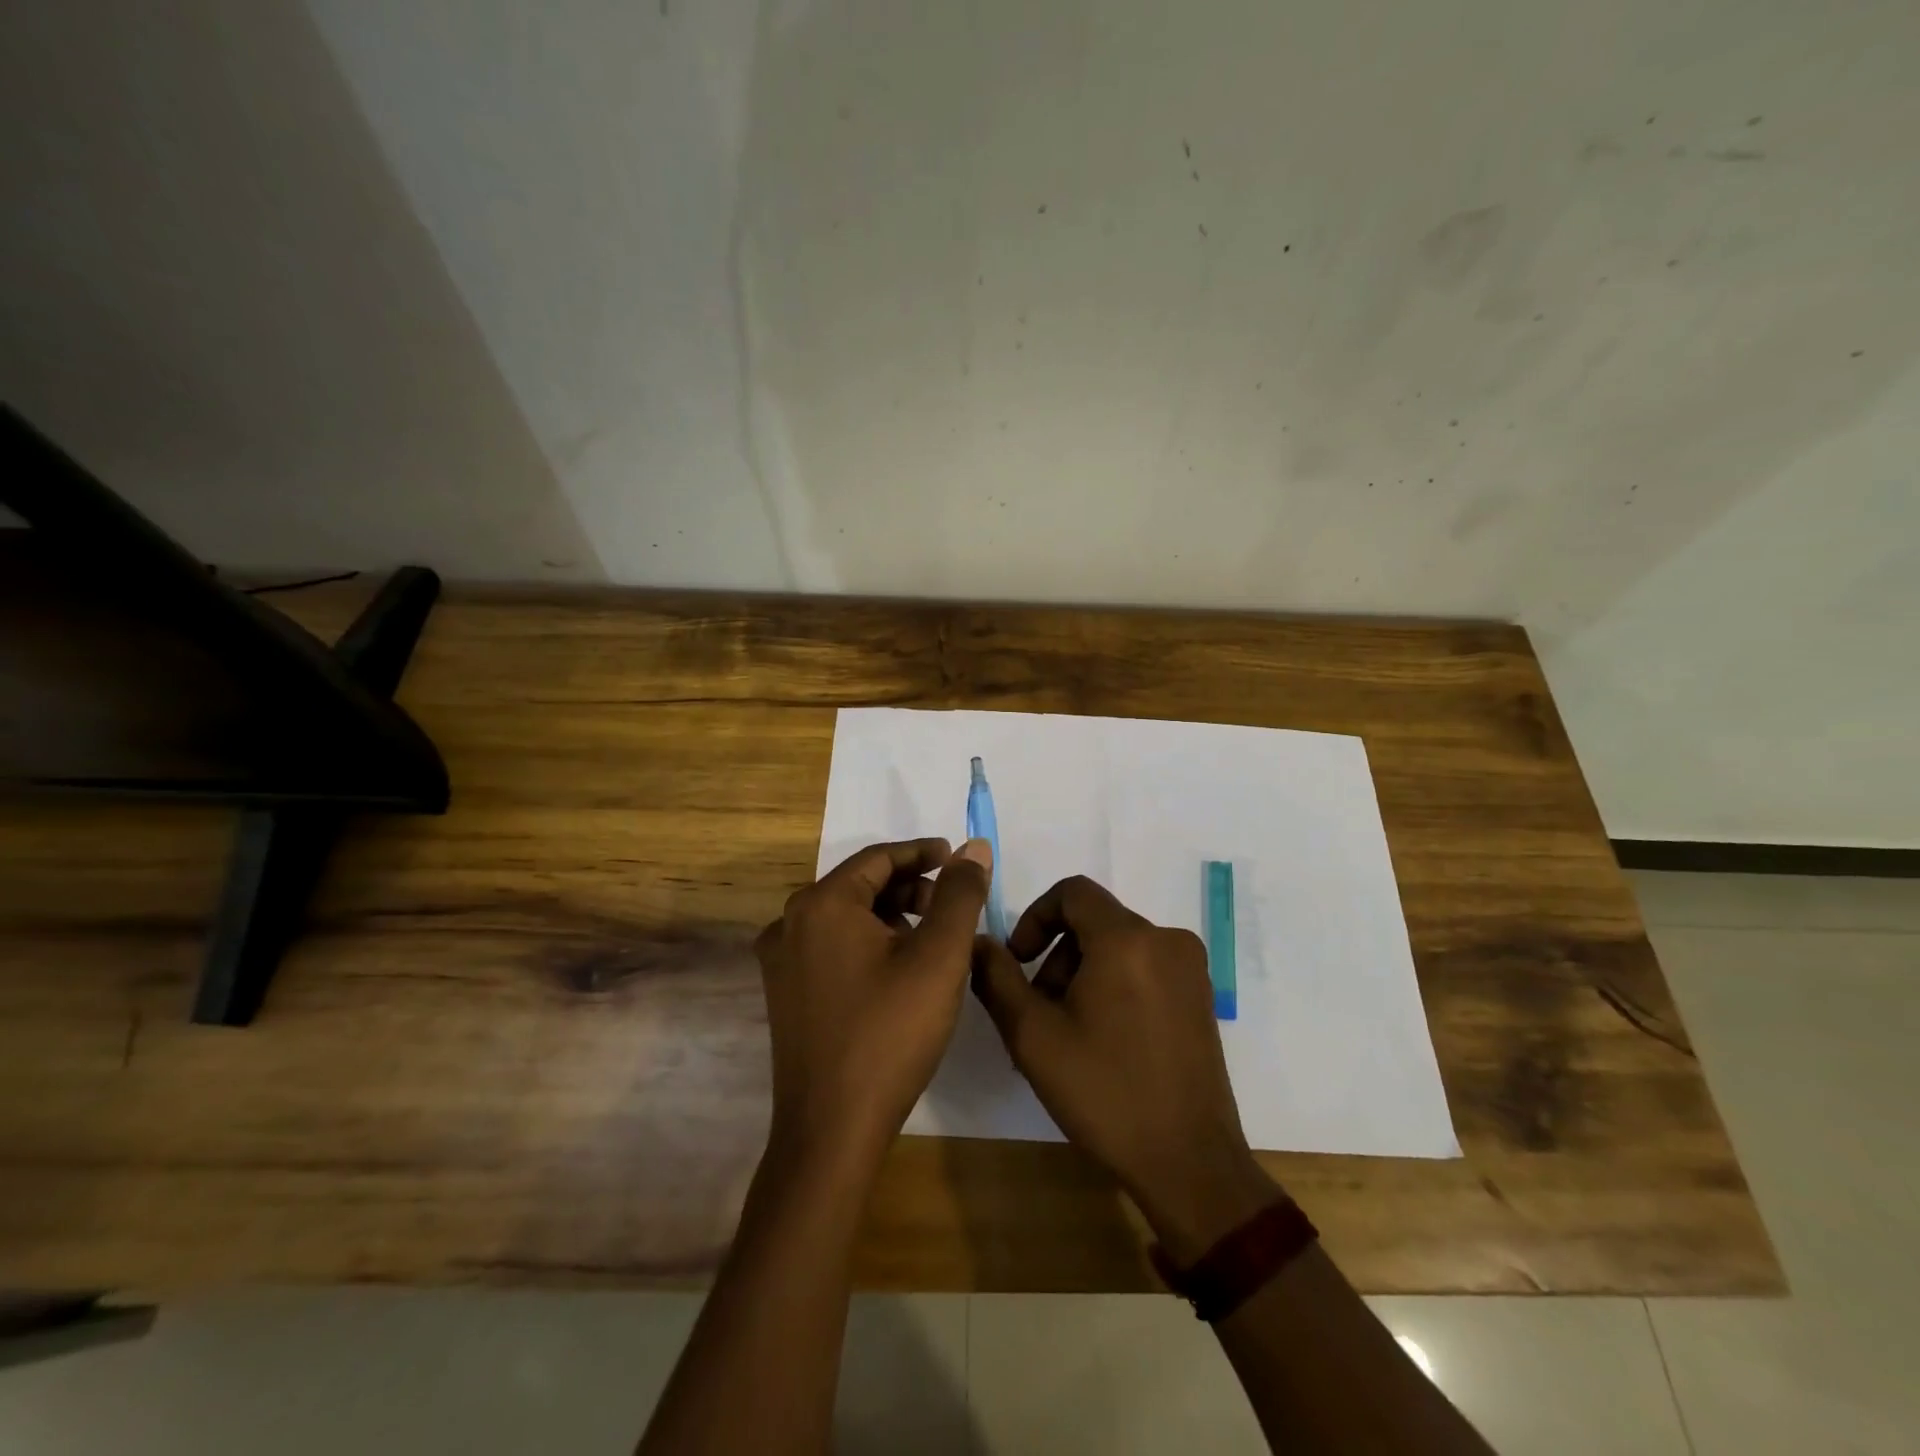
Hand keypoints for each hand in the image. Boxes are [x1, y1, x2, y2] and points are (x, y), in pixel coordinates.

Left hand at [755, 837, 992, 1171]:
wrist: (831, 1132)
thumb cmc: (890, 1034)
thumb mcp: (939, 957)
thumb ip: (960, 894)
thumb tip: (974, 847)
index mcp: (821, 904)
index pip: (879, 858)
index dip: (923, 853)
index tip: (958, 859)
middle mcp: (790, 923)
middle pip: (860, 885)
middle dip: (910, 888)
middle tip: (952, 905)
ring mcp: (781, 961)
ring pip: (846, 918)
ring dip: (891, 917)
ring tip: (931, 941)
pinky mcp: (785, 994)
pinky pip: (831, 947)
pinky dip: (868, 944)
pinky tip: (898, 971)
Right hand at [971, 876, 1278, 1259]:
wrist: (1189, 1163)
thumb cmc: (1105, 1093)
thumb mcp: (1033, 1036)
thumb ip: (997, 978)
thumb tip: (978, 941)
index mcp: (1127, 938)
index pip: (1072, 892)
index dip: (1035, 917)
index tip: (1018, 961)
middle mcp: (1166, 939)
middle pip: (1094, 922)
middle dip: (1057, 955)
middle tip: (1038, 1010)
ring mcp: (1190, 968)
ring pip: (1118, 946)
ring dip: (1083, 973)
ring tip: (1067, 1032)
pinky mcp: (1201, 996)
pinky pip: (1145, 967)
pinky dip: (1114, 985)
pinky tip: (1102, 1038)